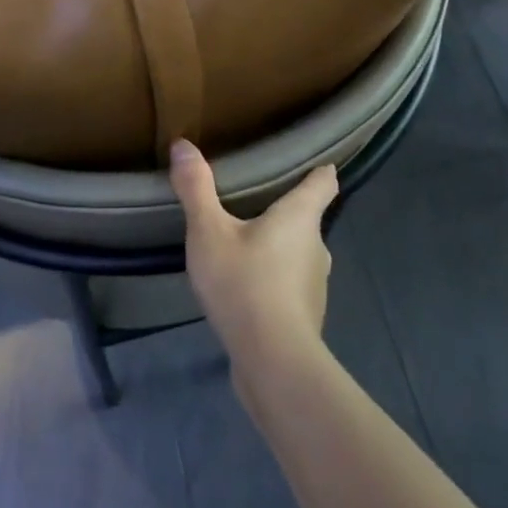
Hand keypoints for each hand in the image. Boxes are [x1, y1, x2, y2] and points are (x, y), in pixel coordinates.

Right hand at [170, 139, 337, 377]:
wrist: (274, 363)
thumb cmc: (245, 284)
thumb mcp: (209, 232)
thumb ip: (196, 188)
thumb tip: (183, 144)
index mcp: (301, 217)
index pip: (323, 183)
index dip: (320, 170)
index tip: (316, 162)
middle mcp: (316, 246)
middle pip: (307, 219)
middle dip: (284, 211)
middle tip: (254, 202)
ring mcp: (315, 284)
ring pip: (298, 254)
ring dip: (277, 248)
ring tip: (244, 246)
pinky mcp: (305, 315)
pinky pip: (289, 285)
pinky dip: (273, 279)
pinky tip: (247, 289)